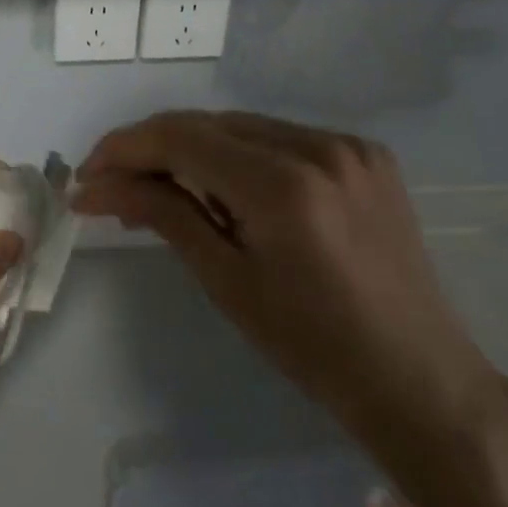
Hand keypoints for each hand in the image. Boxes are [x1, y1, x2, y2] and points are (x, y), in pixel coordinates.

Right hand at [73, 111, 504, 464]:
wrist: (421, 382)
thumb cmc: (313, 346)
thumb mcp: (226, 280)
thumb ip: (161, 213)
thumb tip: (94, 186)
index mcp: (283, 185)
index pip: (180, 138)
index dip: (123, 149)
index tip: (86, 175)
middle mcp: (317, 146)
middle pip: (206, 124)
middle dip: (151, 149)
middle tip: (112, 185)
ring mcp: (346, 144)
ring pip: (239, 126)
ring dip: (192, 150)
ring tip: (159, 187)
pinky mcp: (363, 153)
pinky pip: (277, 137)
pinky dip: (237, 154)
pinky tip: (223, 187)